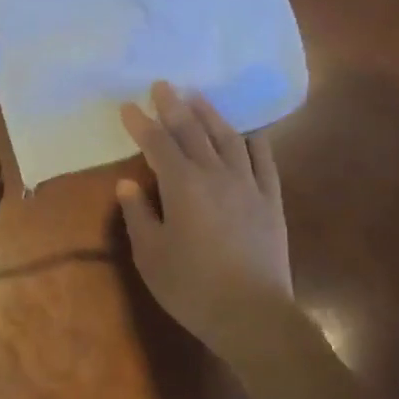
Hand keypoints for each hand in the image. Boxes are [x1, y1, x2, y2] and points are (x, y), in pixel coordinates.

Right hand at [116, 82, 293, 352]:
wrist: (252, 313)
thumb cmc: (192, 287)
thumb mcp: (151, 255)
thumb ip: (139, 215)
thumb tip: (127, 184)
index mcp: (182, 186)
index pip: (158, 145)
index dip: (141, 124)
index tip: (128, 107)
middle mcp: (215, 175)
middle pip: (192, 131)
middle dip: (174, 106)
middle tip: (162, 85)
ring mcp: (248, 184)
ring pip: (228, 138)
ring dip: (210, 114)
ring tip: (197, 96)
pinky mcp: (270, 199)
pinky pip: (263, 159)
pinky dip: (252, 140)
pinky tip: (246, 131)